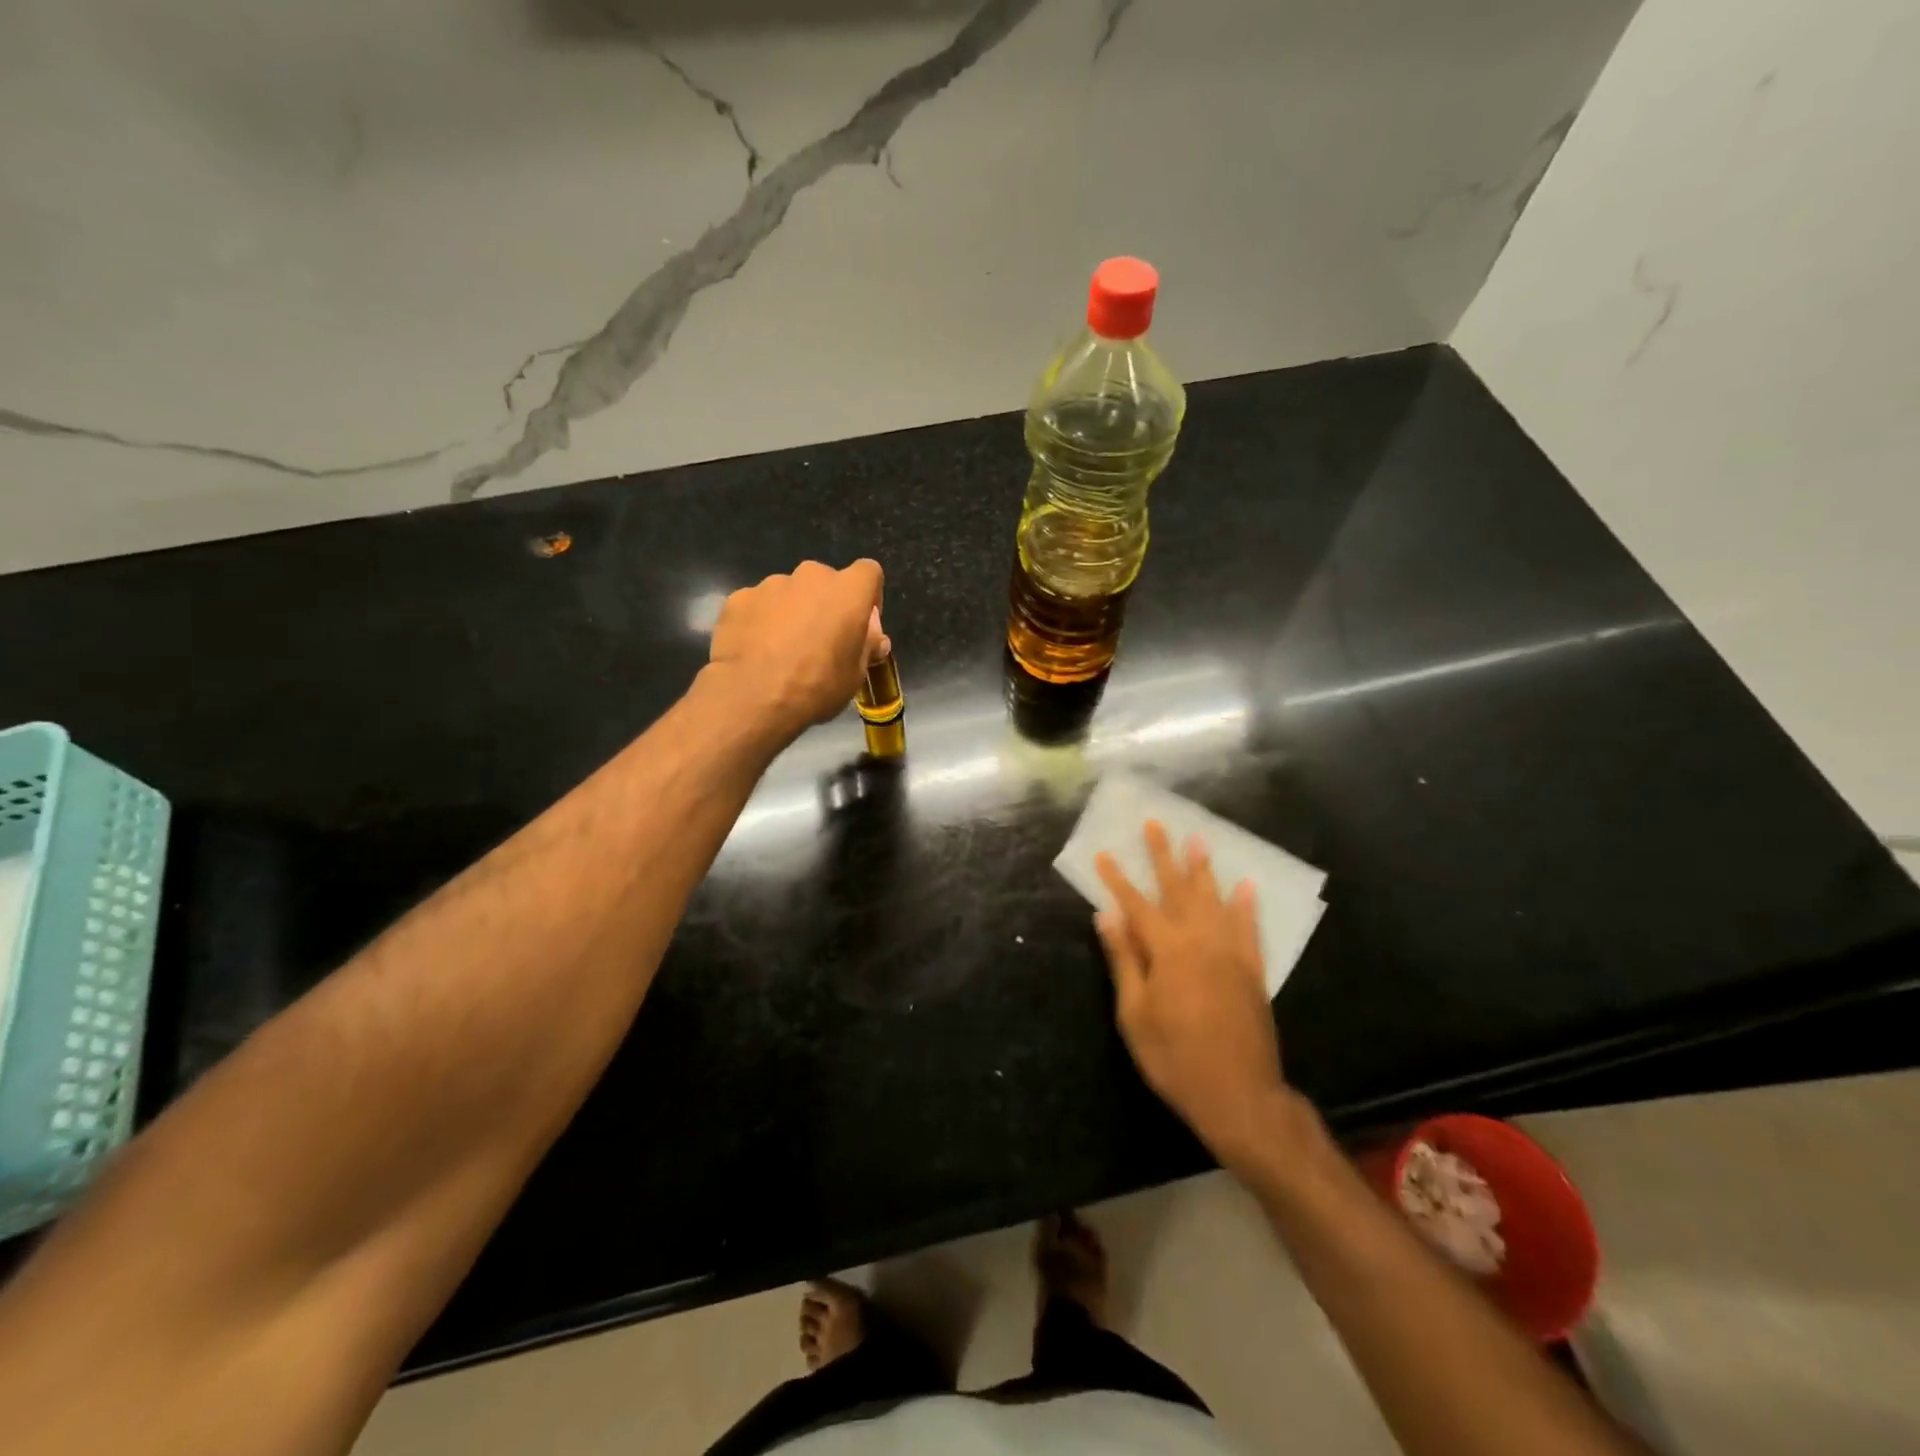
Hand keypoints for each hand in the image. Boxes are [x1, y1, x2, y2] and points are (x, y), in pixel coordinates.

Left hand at [706, 559, 887, 739]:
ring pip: (790, 593)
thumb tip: (874, 638)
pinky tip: (756, 650)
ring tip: (782, 650)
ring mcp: (771, 584)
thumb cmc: (817, 685)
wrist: (753, 697)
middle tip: (821, 641)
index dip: (868, 596)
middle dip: (826, 604)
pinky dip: (761, 621)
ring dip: (792, 612)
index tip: (862, 625)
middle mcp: (810, 576)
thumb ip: (867, 646)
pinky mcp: (739, 598)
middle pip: (826, 582)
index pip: (869, 572)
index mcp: (847, 591)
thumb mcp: (856, 674)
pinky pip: (759, 605)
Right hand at [1095, 822, 1292, 1167]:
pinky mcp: (1252, 970)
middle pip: (1179, 889)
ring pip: (1215, 900)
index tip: (1104, 853)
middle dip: (1164, 855)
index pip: (1136, 905)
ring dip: (1204, 869)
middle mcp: (1201, 941)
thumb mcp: (1135, 1015)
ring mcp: (1231, 953)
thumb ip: (1124, 960)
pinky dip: (1247, 906)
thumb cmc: (1175, 1058)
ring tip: (1199, 840)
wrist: (1240, 1096)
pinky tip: (1246, 886)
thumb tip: (1106, 916)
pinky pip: (1250, 928)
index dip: (1118, 879)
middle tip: (1155, 824)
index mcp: (1168, 951)